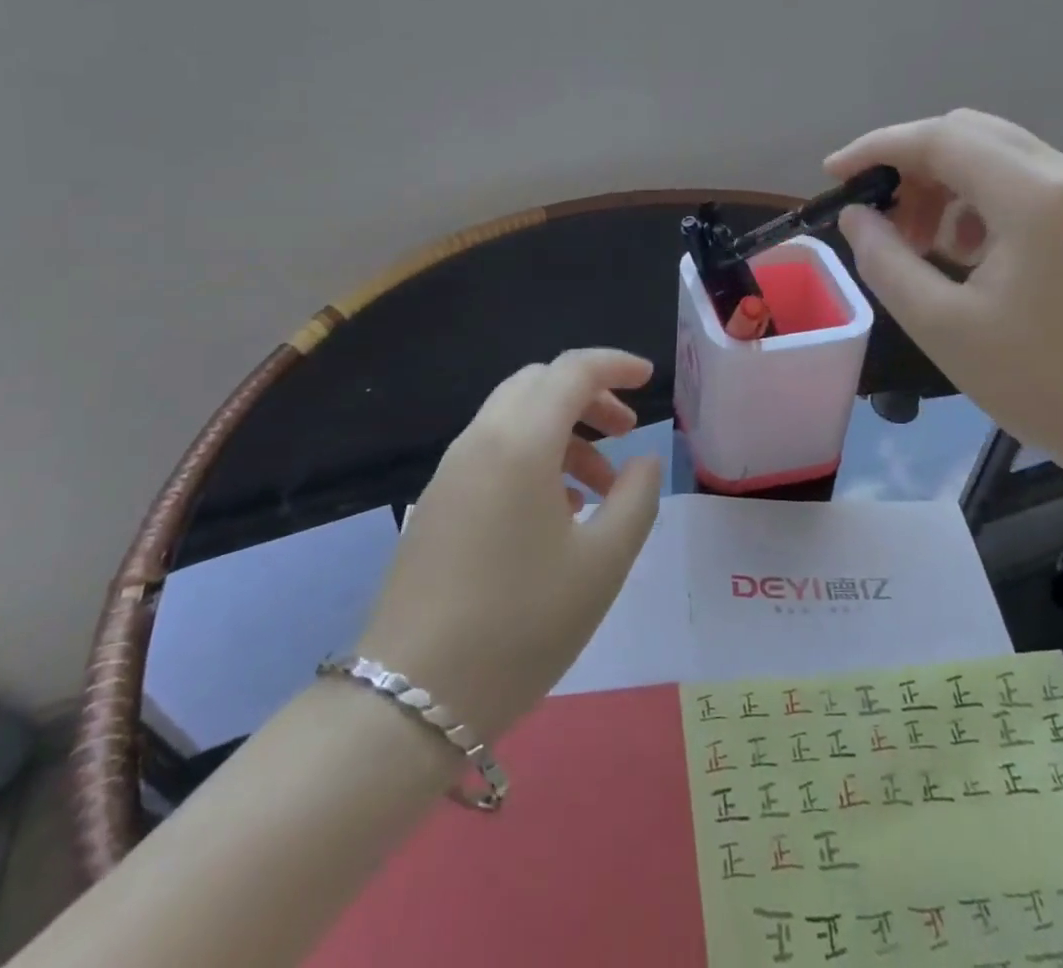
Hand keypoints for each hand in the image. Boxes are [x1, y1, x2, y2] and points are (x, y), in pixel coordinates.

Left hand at [354, 349, 662, 743]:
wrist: (413, 697)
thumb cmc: (522, 624)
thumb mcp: (603, 563)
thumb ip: (636, 498)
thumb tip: (644, 460)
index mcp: (520, 441)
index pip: (572, 370)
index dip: (615, 364)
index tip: (649, 379)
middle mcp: (480, 440)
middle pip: (538, 384)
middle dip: (588, 395)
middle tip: (626, 432)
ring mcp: (451, 470)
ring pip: (514, 418)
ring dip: (562, 431)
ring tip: (600, 487)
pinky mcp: (437, 502)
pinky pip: (493, 452)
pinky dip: (533, 456)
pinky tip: (557, 512)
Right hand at [826, 110, 1062, 484]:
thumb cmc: (1042, 382)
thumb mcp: (942, 325)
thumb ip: (885, 260)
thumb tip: (856, 215)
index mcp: (1033, 196)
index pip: (939, 138)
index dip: (876, 148)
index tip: (831, 175)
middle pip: (967, 133)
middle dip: (908, 164)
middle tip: (876, 216)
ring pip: (993, 155)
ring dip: (940, 183)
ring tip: (914, 242)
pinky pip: (1019, 182)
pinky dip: (973, 200)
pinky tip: (961, 251)